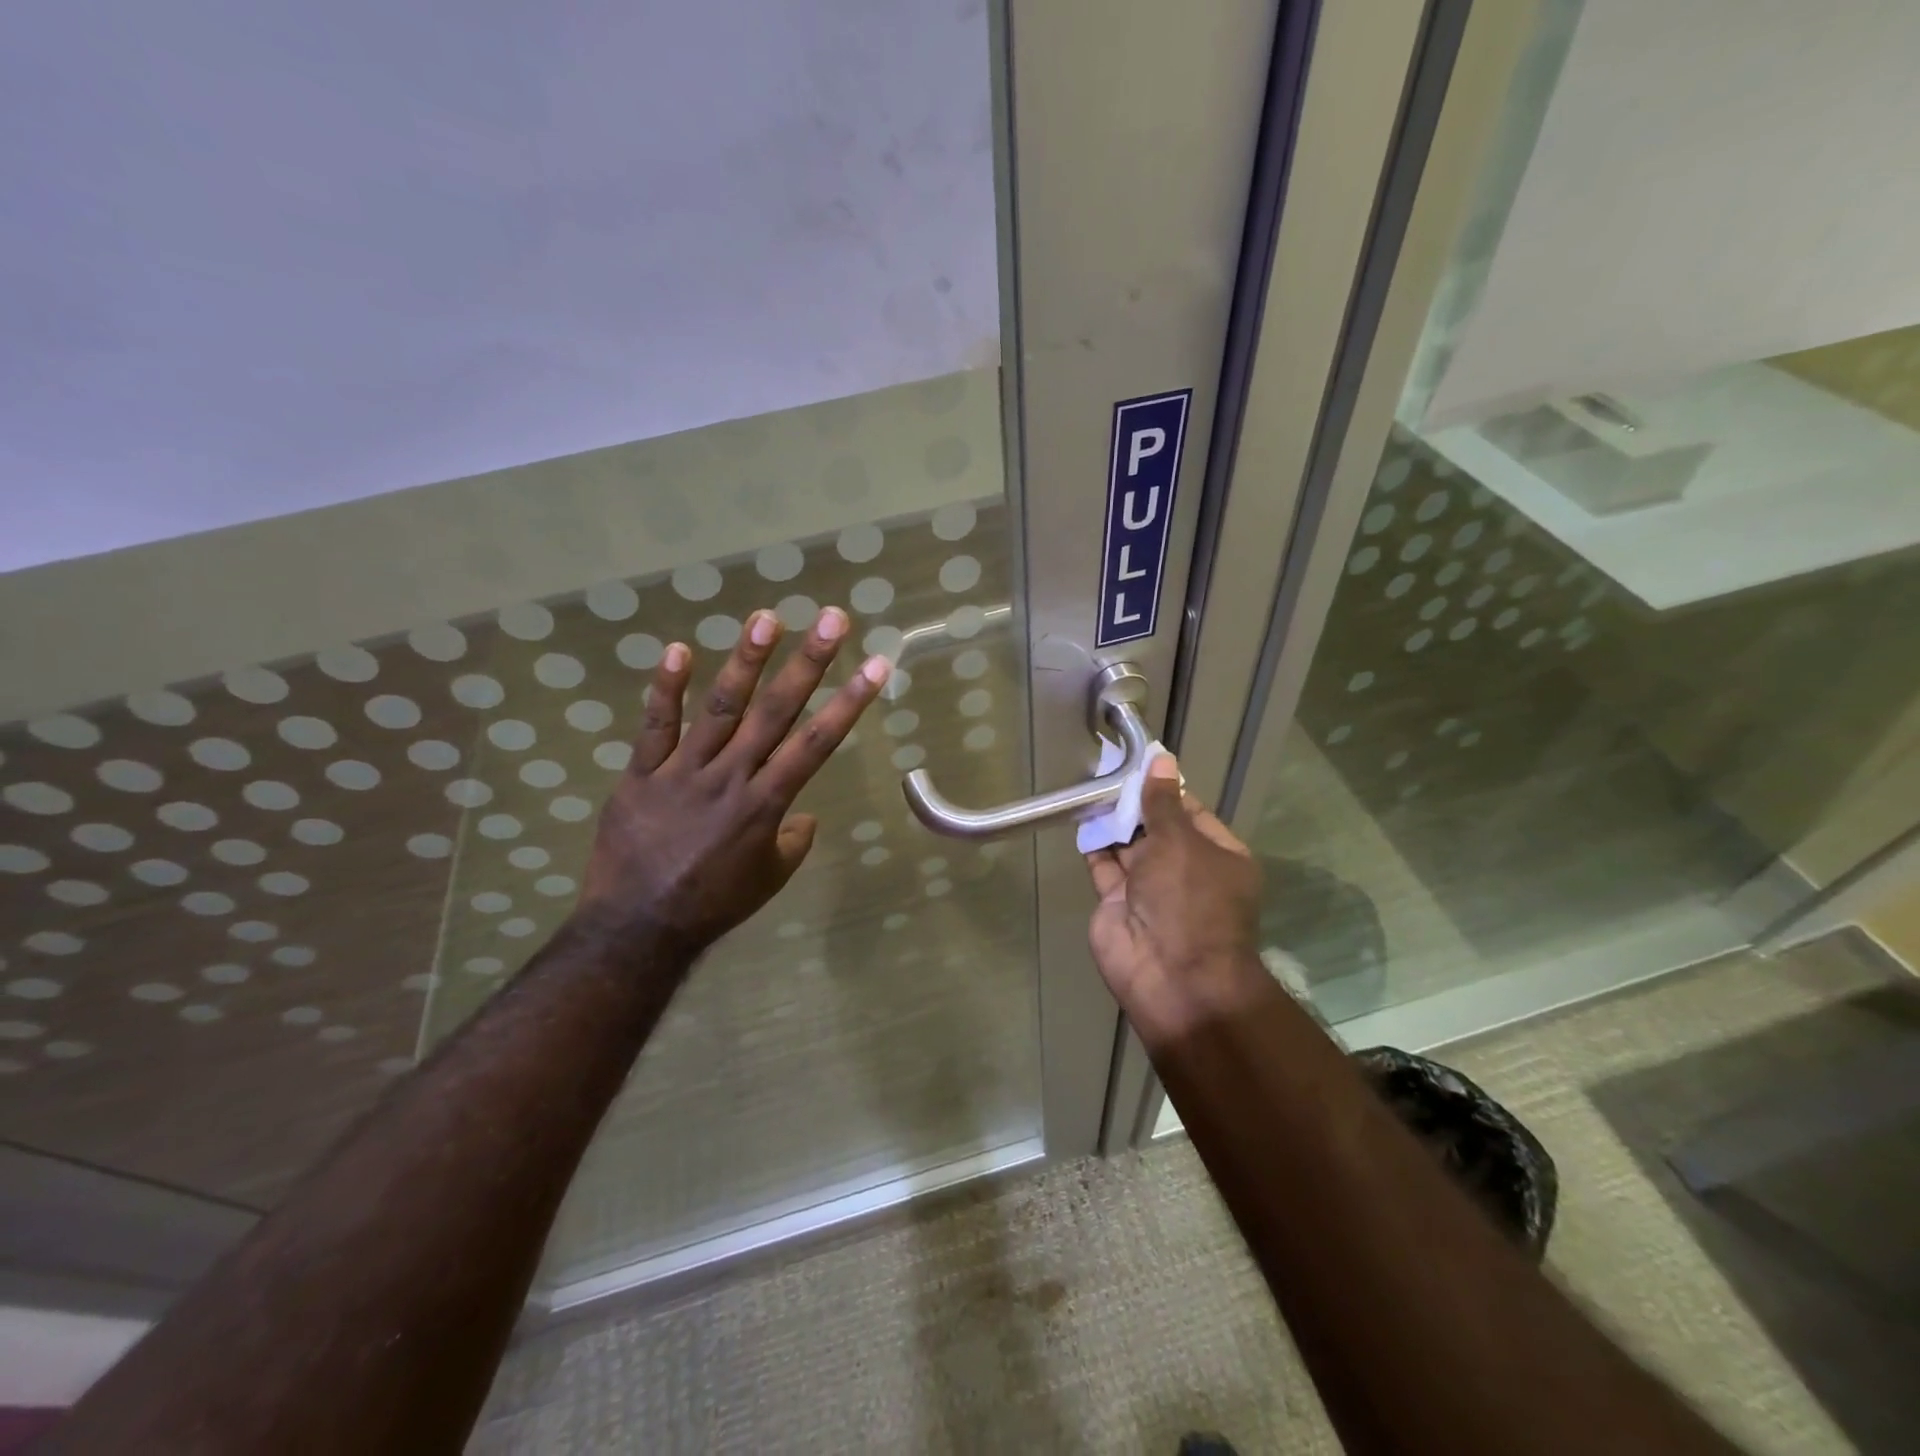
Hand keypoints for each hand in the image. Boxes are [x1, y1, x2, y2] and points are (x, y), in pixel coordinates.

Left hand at [576, 606, 888, 961]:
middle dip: (809, 663)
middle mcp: (731, 776)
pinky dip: (666, 689)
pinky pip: (655, 726)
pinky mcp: (641, 774)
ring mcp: (683, 771)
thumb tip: (803, 817)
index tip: (876, 665)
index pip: (816, 743)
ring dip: (745, 661)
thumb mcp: (770, 879)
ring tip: (767, 618)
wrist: (637, 927)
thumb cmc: (714, 904)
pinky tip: (680, 649)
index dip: (849, 703)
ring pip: (720, 707)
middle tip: (832, 619)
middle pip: (776, 711)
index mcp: (766, 804)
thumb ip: (793, 842)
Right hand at [1085, 755, 1267, 1033]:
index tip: (1139, 764)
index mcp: (1218, 856)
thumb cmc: (1189, 901)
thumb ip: (1162, 803)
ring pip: (1128, 846)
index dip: (1165, 790)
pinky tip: (1081, 817)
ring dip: (1112, 821)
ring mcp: (1150, 890)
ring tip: (1090, 787)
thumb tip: (1162, 760)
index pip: (1190, 813)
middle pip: (1156, 828)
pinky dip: (1094, 845)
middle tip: (1106, 770)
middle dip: (1134, 803)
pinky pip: (1104, 867)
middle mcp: (1185, 871)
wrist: (1171, 977)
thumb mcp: (1180, 843)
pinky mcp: (1117, 904)